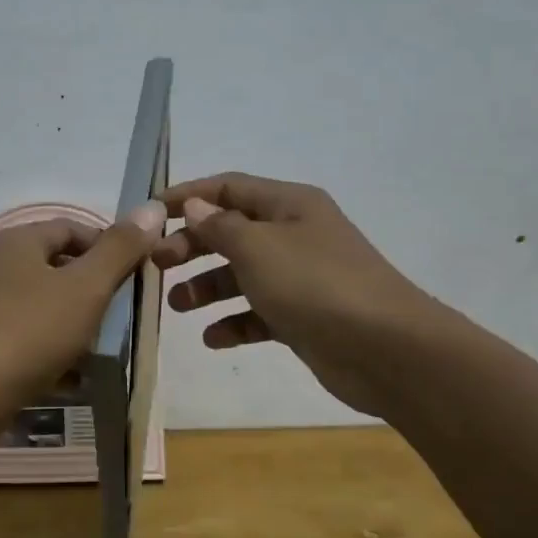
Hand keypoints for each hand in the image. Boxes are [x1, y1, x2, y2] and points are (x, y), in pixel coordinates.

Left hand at [0, 203, 167, 413]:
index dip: (109, 247)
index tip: (135, 277)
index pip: (73, 229)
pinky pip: (28, 337)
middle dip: (94, 290)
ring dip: (75, 323)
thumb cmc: (30, 331)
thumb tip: (152, 208)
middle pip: (58, 268)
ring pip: (44, 305)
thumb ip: (119, 249)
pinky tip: (72, 374)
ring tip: (102, 347)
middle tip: (122, 315)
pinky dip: (52, 349)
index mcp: (18, 241)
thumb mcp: (86, 287)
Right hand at [153, 173, 440, 417]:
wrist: (387, 350)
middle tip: (158, 265)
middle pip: (231, 231)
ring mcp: (301, 277)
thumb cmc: (315, 285)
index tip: (150, 213)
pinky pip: (259, 312)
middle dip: (192, 246)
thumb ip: (220, 225)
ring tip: (177, 306)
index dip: (188, 196)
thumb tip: (196, 206)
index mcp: (289, 205)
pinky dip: (234, 322)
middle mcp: (294, 234)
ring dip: (207, 287)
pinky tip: (212, 338)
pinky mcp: (304, 316)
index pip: (228, 187)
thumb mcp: (258, 248)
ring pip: (242, 274)